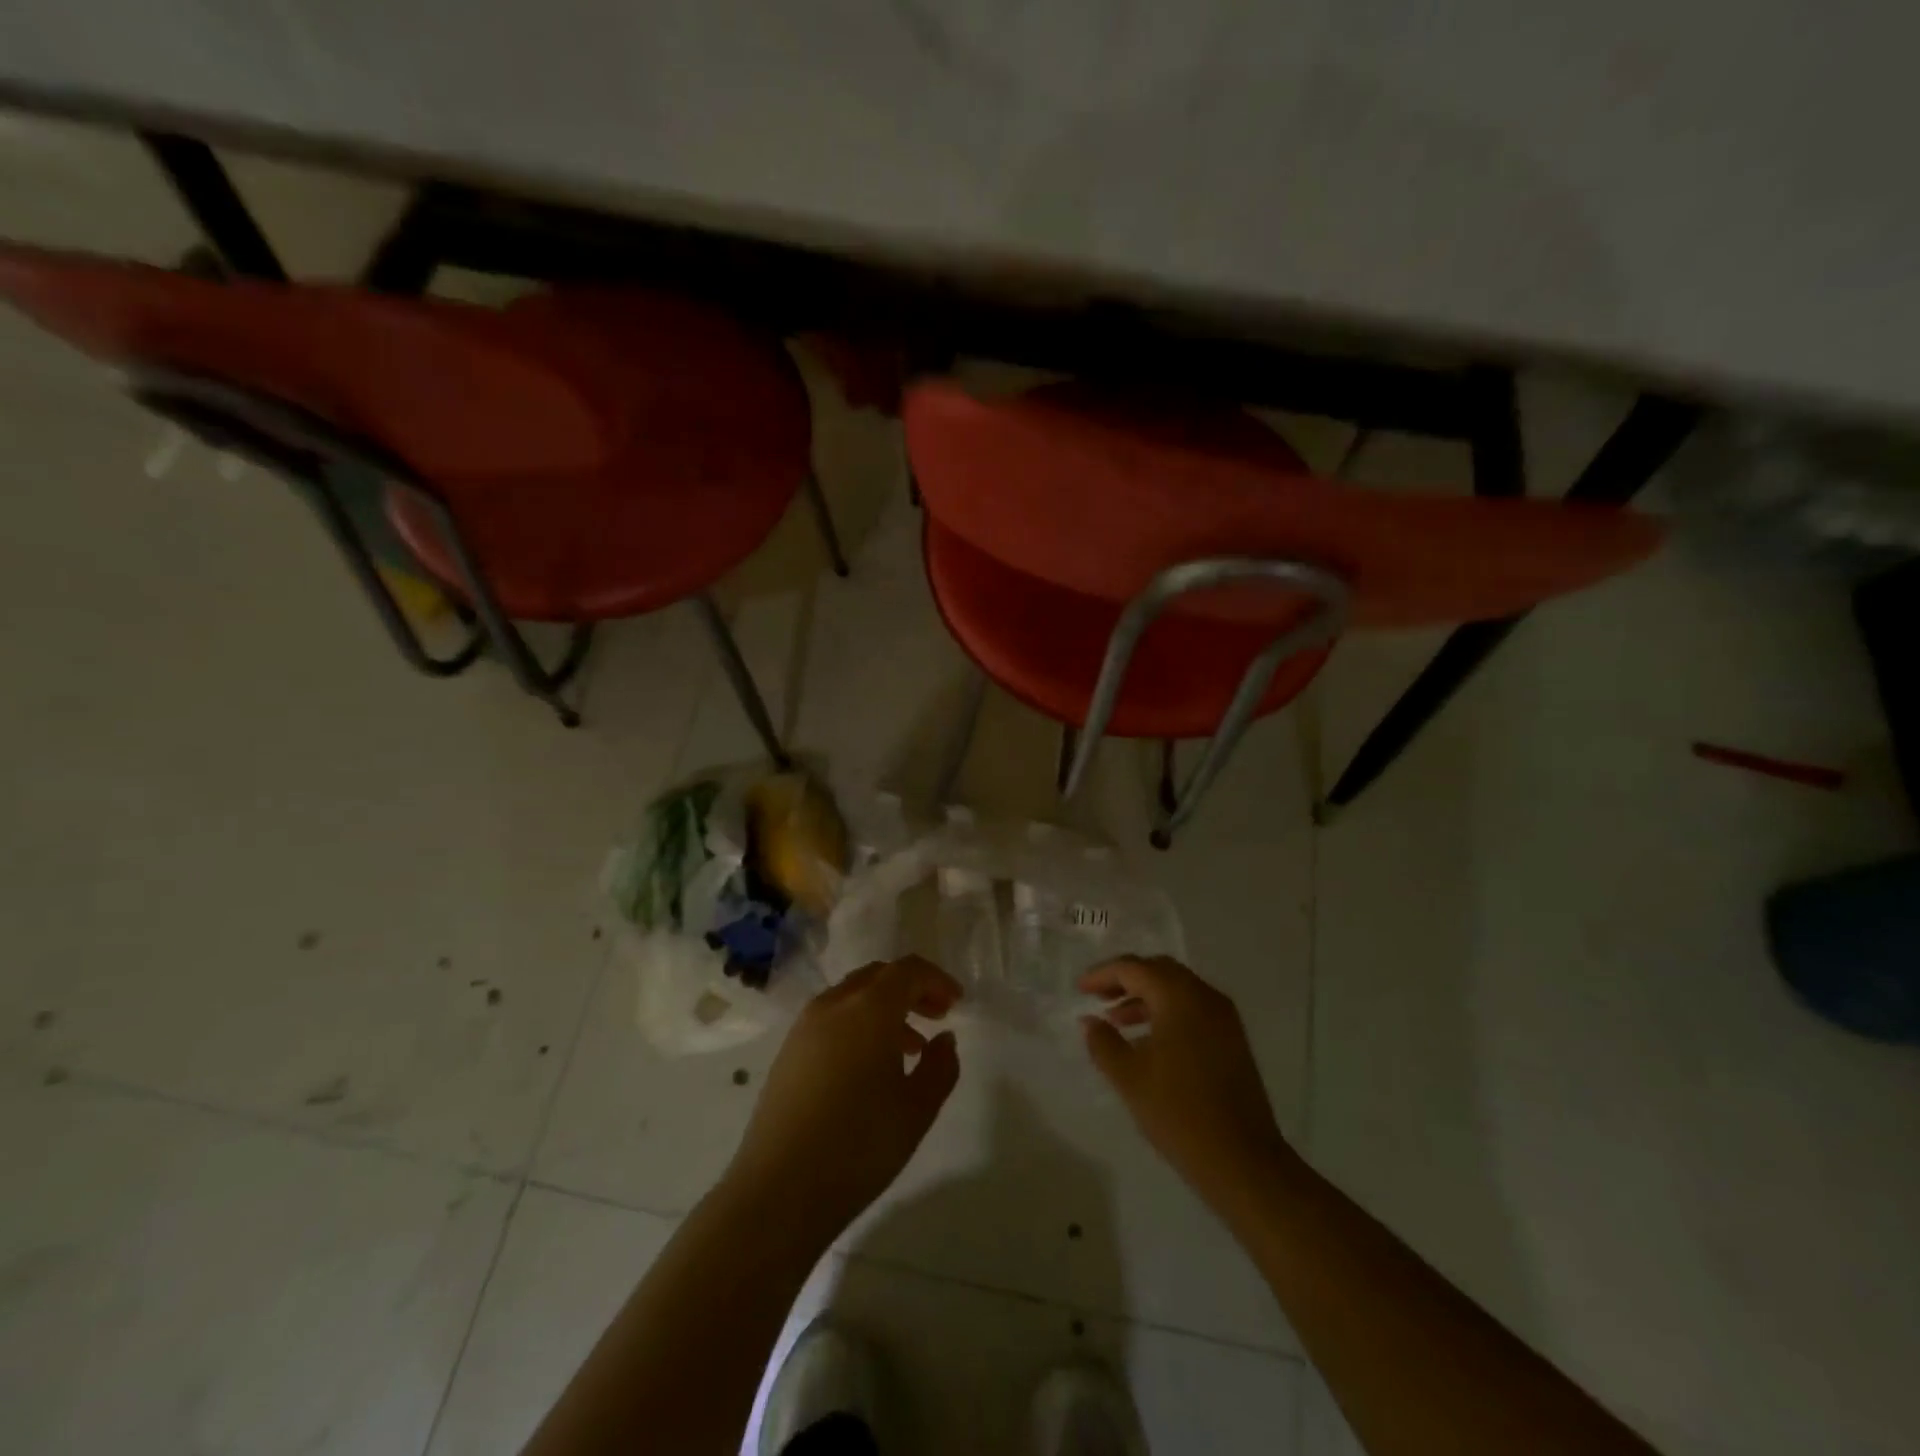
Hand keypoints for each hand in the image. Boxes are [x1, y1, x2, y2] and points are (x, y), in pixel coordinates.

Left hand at [724, 956, 962, 1241]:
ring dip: (885, 1008)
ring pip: (853, 996)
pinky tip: (870, 1066)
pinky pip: (832, 1018)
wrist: (779, 1190)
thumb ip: (940, 1067)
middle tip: (937, 1017)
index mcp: (869, 1009)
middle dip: (911, 989)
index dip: (936, 980)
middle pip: (878, 976)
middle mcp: (834, 1004)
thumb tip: (944, 1040)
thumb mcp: (917, 1110)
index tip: (957, 1003)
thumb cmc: (859, 1146)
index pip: (908, 970)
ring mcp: (805, 1026)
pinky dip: (858, 1024)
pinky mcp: (788, 1051)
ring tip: (909, 1048)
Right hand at [1080, 957, 1296, 1214]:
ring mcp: (1224, 1018)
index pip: (1134, 968)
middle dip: (1126, 979)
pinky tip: (1148, 1041)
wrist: (1244, 1161)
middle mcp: (1205, 997)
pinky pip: (1193, 1009)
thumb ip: (1103, 1043)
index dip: (1103, 974)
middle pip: (1159, 970)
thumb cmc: (1179, 1114)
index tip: (1079, 989)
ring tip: (1117, 1021)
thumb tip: (1090, 1021)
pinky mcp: (1233, 1040)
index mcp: (1179, 997)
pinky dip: (1166, 1012)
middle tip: (1098, 996)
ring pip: (1177, 989)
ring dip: (1145, 996)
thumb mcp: (1129, 1078)